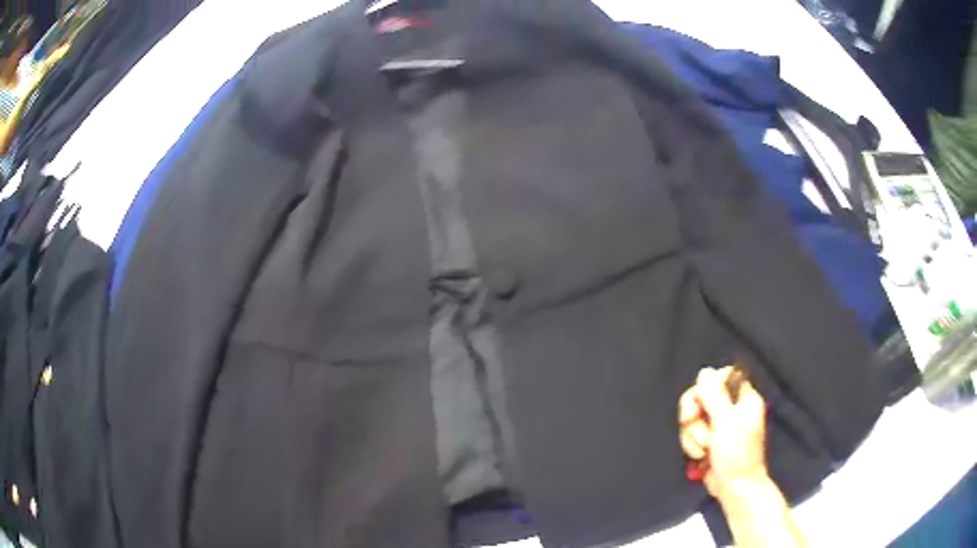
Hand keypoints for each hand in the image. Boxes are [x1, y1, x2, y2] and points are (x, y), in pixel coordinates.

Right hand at [678, 366, 768, 501]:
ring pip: (694, 417)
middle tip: (692, 424)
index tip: (701, 400)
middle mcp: (732, 408)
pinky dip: (691, 445)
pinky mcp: (709, 442)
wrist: (735, 488)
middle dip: (694, 415)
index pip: (721, 376)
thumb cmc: (736, 453)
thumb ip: (714, 395)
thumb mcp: (725, 421)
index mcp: (743, 398)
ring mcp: (719, 426)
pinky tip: (699, 457)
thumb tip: (704, 371)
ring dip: (693, 435)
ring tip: (703, 450)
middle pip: (702, 397)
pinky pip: (692, 434)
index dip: (707, 386)